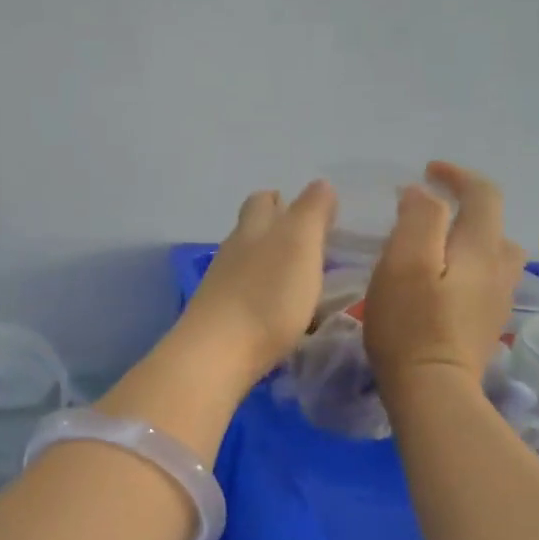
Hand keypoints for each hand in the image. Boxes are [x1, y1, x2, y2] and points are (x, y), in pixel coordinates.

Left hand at [175, 181, 336, 389]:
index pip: (264, 201)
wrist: (218, 354)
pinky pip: (244, 295)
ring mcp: (221, 285)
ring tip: (299, 280)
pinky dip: (262, 295)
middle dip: (274, 230)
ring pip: (246, 263)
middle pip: (251, 230)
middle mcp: (233, 251)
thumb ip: (312, 212)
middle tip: (308, 246)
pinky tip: (278, 311)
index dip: (285, 201)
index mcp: (253, 228)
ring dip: (270, 265)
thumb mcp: (300, 244)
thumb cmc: (267, 296)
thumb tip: (320, 185)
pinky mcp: (220, 318)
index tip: (312, 215)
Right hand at [364, 162, 526, 395]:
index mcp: (481, 248)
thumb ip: (418, 218)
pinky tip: (440, 285)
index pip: (484, 194)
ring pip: (493, 256)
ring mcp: (498, 301)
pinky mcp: (486, 325)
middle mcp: (500, 270)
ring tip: (435, 248)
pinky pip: (484, 281)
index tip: (428, 171)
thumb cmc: (411, 323)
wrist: (433, 391)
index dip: (458, 175)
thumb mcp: (403, 261)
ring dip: (468, 240)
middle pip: (494, 225)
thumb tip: (422, 194)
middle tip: (426, 213)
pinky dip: (466, 269)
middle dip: (465, 209)